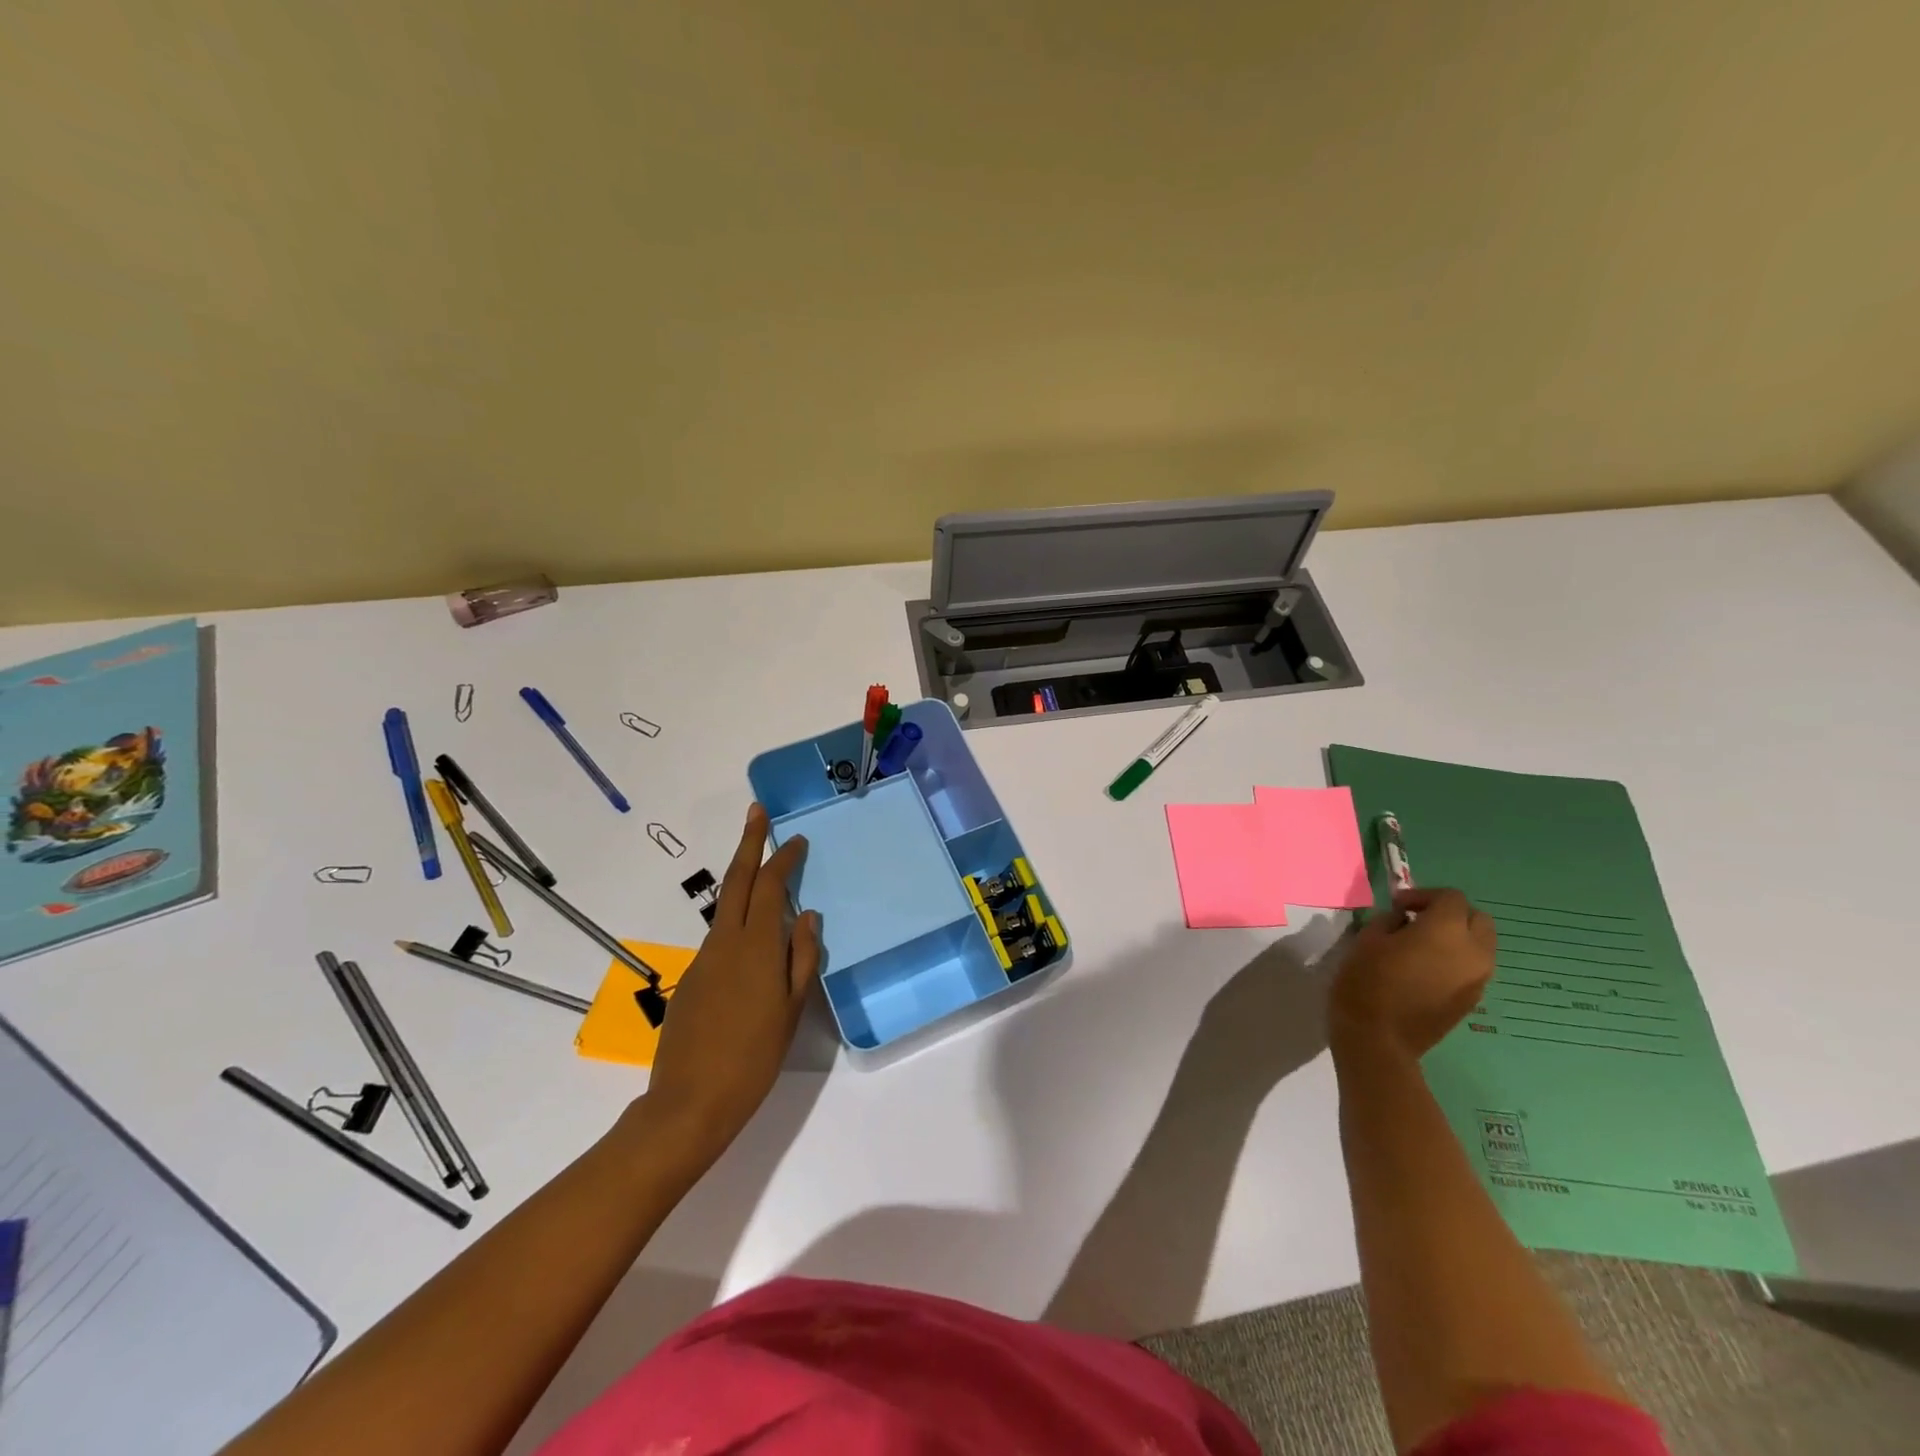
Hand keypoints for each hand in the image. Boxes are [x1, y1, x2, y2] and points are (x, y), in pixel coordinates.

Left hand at [639, 803, 821, 1167]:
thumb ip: (802, 957)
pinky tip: (750, 944)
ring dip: (742, 883)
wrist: (690, 1102)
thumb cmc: (754, 1056)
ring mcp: (703, 960)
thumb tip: (808, 916)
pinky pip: (719, 939)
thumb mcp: (792, 1008)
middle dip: (748, 843)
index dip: (782, 859)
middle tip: (756, 812)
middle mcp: (724, 942)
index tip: (796, 840)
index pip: (769, 887)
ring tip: (762, 872)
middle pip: (736, 881)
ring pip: (725, 909)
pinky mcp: (690, 979)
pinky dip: (736, 923)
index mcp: (755, 946)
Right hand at [1329, 888, 1494, 1058]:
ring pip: (1480, 944)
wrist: (1379, 1038)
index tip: (1398, 906)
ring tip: (1422, 945)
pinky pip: (1473, 967)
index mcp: (1447, 931)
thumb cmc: (1367, 981)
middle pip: (1478, 918)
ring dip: (1457, 937)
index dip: (1424, 895)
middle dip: (1451, 913)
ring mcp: (1478, 978)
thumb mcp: (1369, 939)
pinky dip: (1456, 959)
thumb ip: (1391, 921)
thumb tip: (1404, 920)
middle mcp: (1474, 951)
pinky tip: (1426, 969)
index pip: (1451, 897)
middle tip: (1417, 920)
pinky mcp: (1473, 999)